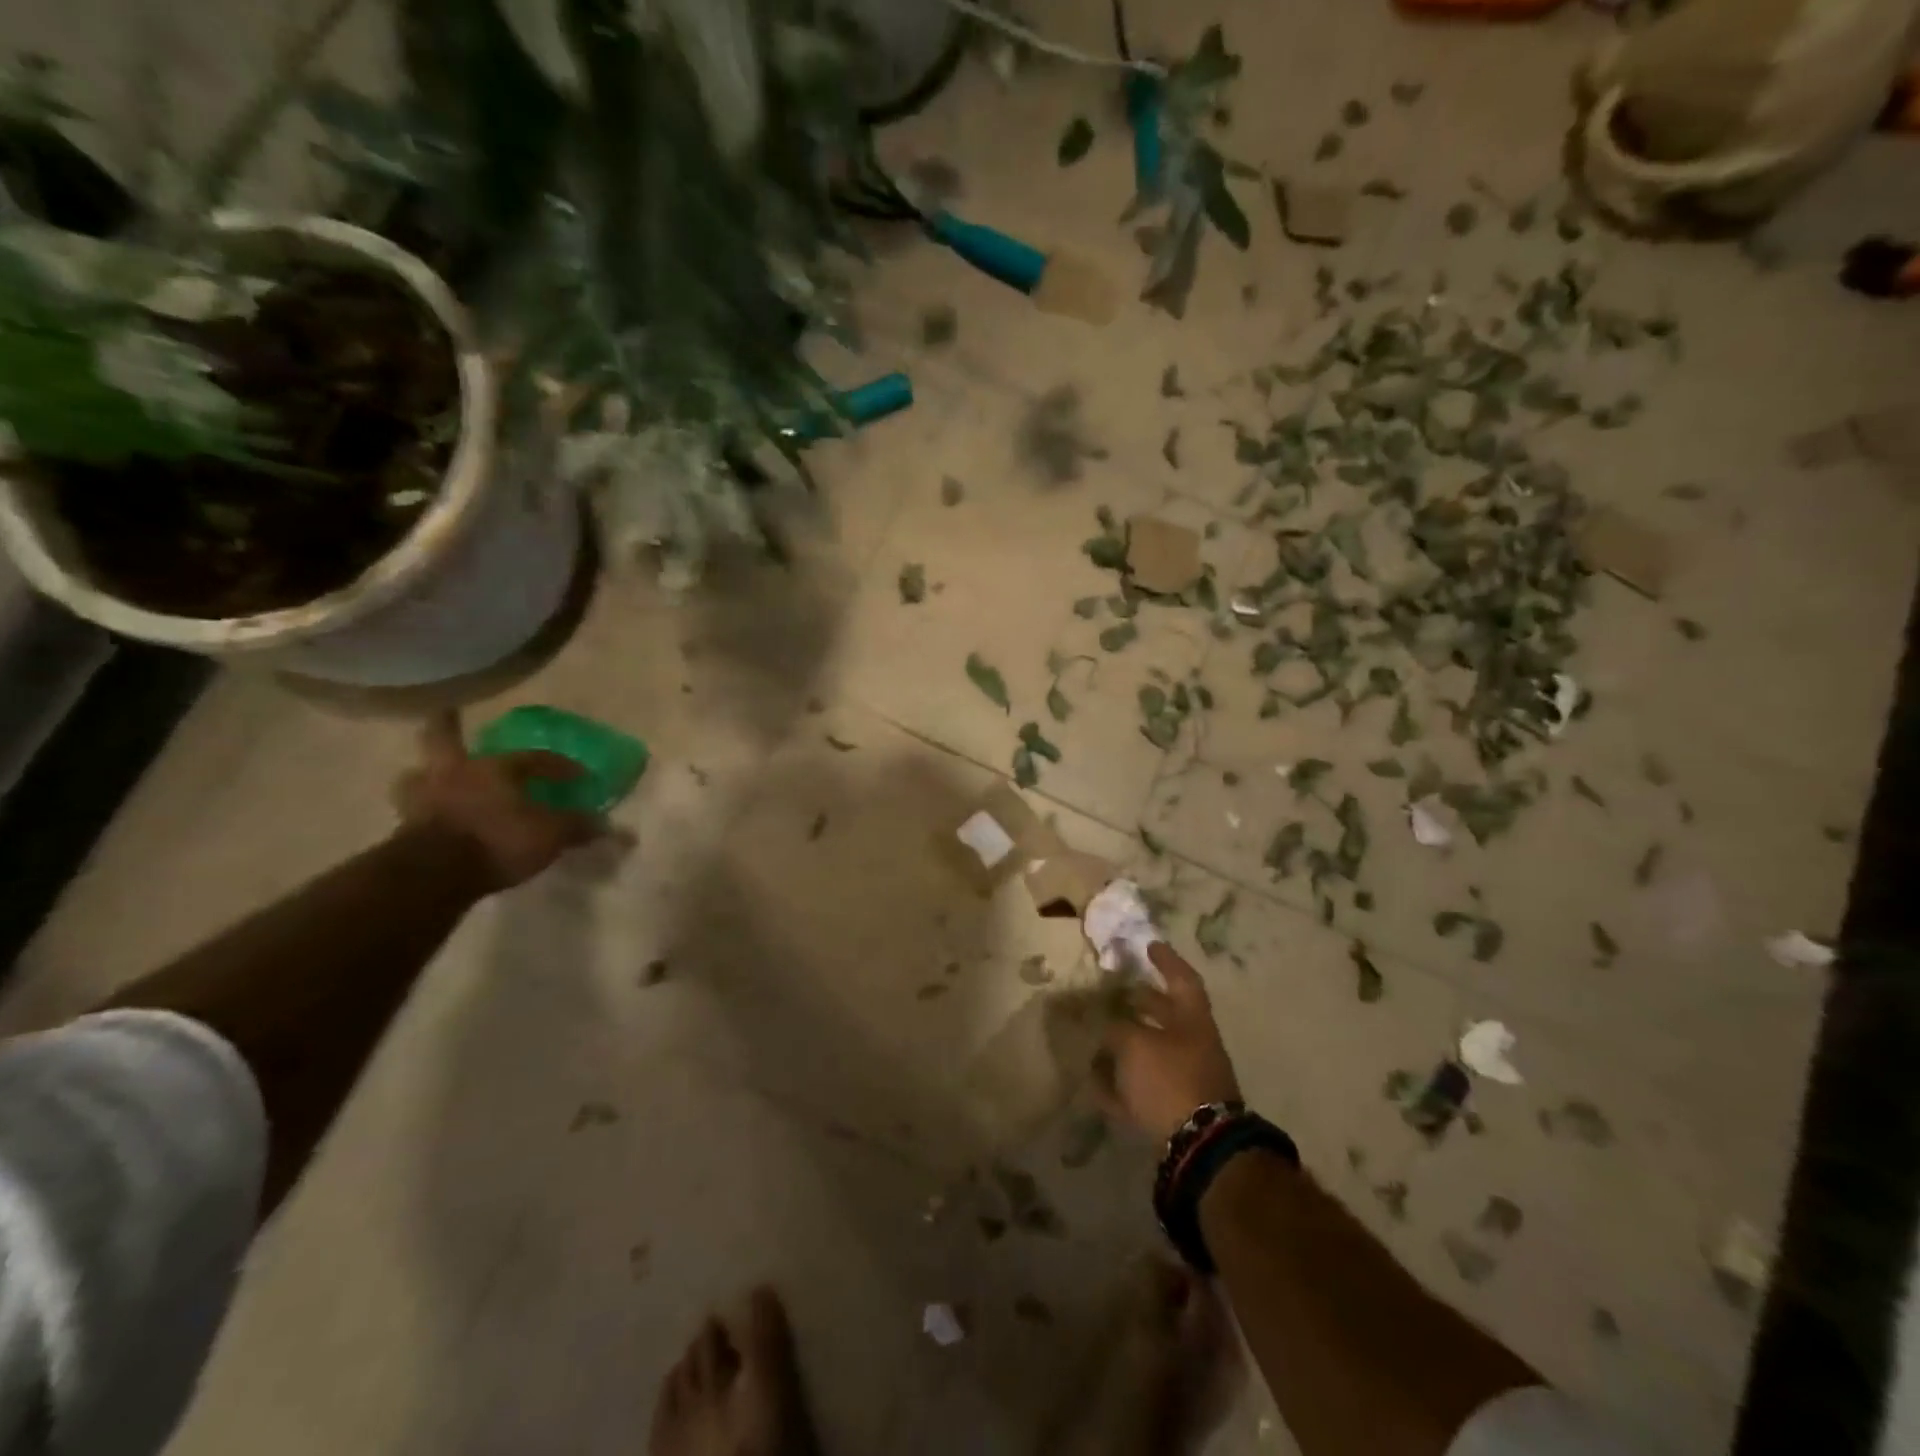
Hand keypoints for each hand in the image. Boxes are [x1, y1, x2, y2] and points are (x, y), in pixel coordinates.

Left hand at [393, 711, 601, 890]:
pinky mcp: (404, 829)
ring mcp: (423, 800)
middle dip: (446, 726)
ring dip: (424, 773)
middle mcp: (455, 774)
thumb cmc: (498, 840)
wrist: (434, 875)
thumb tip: (620, 831)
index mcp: (495, 768)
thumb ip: (580, 828)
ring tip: (429, 776)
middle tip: (446, 713)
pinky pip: (414, 811)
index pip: (535, 758)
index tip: (578, 776)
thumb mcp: (552, 835)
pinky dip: (422, 811)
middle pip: (443, 740)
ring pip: (417, 774)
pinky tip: (431, 819)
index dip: (559, 766)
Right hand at [1100, 942, 1242, 1141]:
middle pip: (1166, 1016)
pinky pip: (1143, 1089)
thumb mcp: (1135, 1044)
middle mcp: (1193, 1045)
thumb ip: (1117, 1030)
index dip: (1166, 961)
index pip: (1182, 980)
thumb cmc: (1170, 1078)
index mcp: (1193, 1021)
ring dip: (1126, 1044)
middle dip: (1141, 1003)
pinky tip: (1095, 1083)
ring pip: (1152, 1052)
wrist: (1199, 1145)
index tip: (1150, 945)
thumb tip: (1106, 1026)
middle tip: (1115, 991)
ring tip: (1096, 1037)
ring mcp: (1186, 1079)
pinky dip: (1121, 1084)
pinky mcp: (1174, 1110)